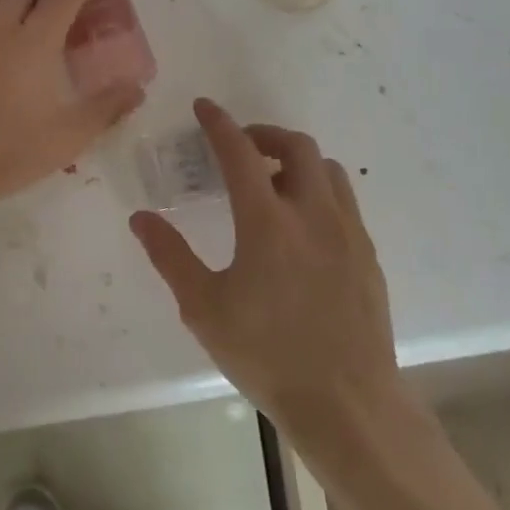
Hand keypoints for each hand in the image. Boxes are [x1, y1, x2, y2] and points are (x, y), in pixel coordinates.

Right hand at [128, 98, 401, 440]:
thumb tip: (141, 218)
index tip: (204, 107)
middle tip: (240, 148)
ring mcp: (348, 232)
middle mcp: (313, 213)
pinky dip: (319, 190)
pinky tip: (303, 225)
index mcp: (267, 221)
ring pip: (327, 169)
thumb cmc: (267, 354)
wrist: (347, 403)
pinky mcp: (368, 255)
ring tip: (273, 182)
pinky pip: (344, 201)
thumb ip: (170, 256)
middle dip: (264, 134)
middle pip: (296, 146)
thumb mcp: (204, 308)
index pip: (240, 152)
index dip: (219, 124)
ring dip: (297, 160)